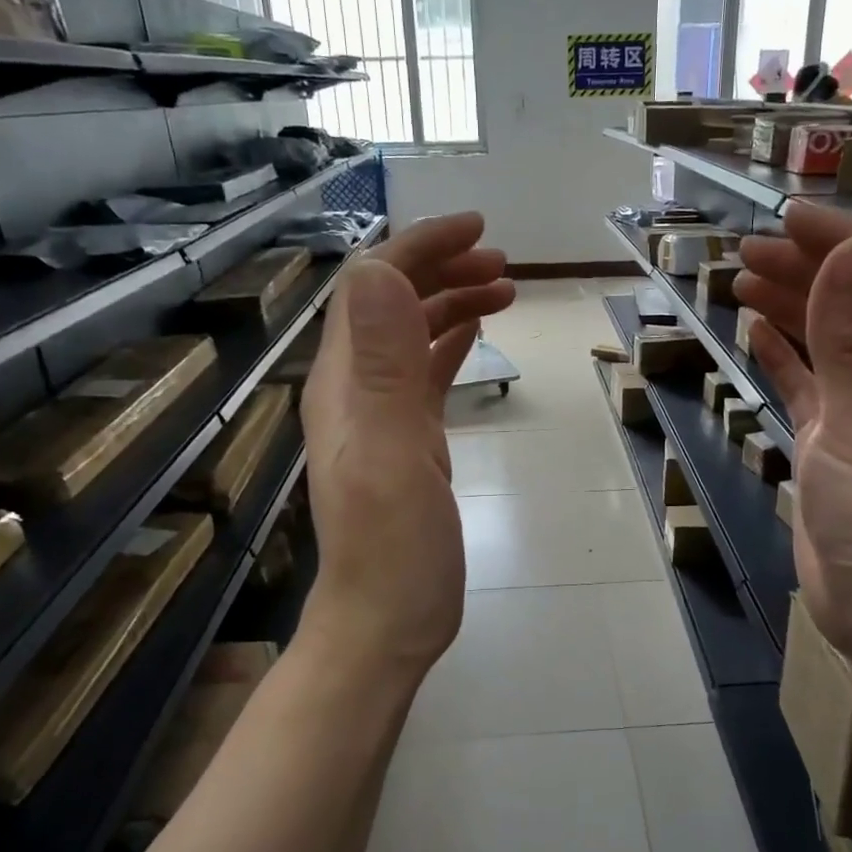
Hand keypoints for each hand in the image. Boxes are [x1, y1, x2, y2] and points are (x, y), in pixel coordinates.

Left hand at [298, 213, 513, 681]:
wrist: (388, 620)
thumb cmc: (393, 548)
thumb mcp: (390, 454)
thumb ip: (383, 366)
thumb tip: (376, 271)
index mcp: (346, 384)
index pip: (372, 288)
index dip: (419, 248)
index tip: (478, 230)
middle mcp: (356, 390)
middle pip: (392, 304)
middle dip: (443, 269)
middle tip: (504, 265)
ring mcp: (381, 416)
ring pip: (412, 335)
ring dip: (452, 302)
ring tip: (505, 290)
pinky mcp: (407, 441)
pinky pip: (425, 375)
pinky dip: (450, 343)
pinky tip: (475, 333)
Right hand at [735, 203, 851, 678]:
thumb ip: (851, 339)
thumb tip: (845, 251)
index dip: (838, 241)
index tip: (785, 217)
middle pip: (849, 305)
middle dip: (803, 270)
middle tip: (746, 251)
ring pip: (823, 343)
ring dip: (788, 307)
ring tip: (742, 281)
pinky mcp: (830, 445)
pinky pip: (806, 386)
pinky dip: (782, 357)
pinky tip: (756, 335)